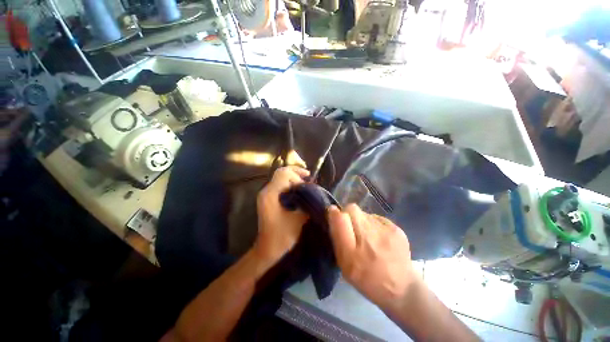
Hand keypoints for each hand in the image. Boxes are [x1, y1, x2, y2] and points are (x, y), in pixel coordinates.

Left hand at [255, 166, 309, 261]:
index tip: (307, 186)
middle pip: (281, 172)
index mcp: (271, 194)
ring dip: (294, 177)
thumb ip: (306, 203)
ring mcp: (266, 194)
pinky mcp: (268, 198)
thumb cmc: (281, 236)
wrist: (267, 249)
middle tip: (309, 178)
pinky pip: (280, 184)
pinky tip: (299, 190)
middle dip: (296, 173)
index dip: (298, 177)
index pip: (284, 174)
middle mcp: (266, 190)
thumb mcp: (298, 219)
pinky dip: (290, 183)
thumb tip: (315, 193)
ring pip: (280, 177)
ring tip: (306, 183)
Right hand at [327, 204, 419, 309]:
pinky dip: (373, 224)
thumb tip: (333, 213)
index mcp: (352, 254)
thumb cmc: (367, 279)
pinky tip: (378, 237)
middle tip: (351, 227)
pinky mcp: (396, 229)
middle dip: (348, 214)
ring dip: (361, 220)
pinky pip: (376, 217)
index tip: (334, 214)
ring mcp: (385, 232)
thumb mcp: (344, 265)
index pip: (340, 219)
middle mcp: (368, 239)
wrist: (401, 288)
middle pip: (352, 209)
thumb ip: (337, 239)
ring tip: (367, 235)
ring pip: (364, 212)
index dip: (335, 213)